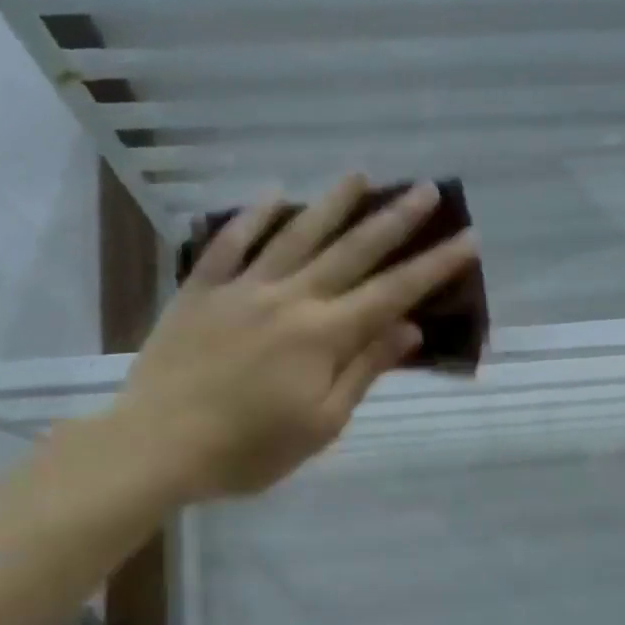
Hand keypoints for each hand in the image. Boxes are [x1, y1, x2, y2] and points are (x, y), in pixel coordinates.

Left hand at [114, 175, 478, 503]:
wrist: (157, 445)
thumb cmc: (248, 449)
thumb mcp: (321, 424)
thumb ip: (363, 370)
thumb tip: (406, 328)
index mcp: (324, 335)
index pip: (392, 293)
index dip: (433, 266)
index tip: (467, 238)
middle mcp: (290, 298)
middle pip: (351, 252)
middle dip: (393, 221)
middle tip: (425, 190)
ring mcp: (242, 289)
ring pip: (295, 236)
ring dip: (330, 204)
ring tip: (359, 175)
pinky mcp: (201, 292)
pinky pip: (229, 244)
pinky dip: (252, 218)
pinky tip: (273, 195)